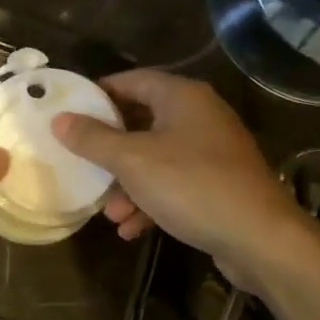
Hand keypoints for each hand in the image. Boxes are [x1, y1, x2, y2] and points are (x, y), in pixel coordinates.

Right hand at [52, 70, 304, 292]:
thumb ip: (93, 139)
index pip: (132, 80)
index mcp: (182, 97)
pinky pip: (175, 184)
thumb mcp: (132, 161)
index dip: (99, 94)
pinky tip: (132, 229)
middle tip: (82, 162)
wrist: (261, 238)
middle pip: (142, 121)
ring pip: (156, 158)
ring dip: (128, 184)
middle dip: (110, 149)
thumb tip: (59, 119)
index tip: (69, 111)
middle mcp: (199, 116)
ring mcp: (212, 151)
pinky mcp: (219, 184)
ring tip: (109, 213)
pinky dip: (151, 201)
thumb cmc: (191, 185)